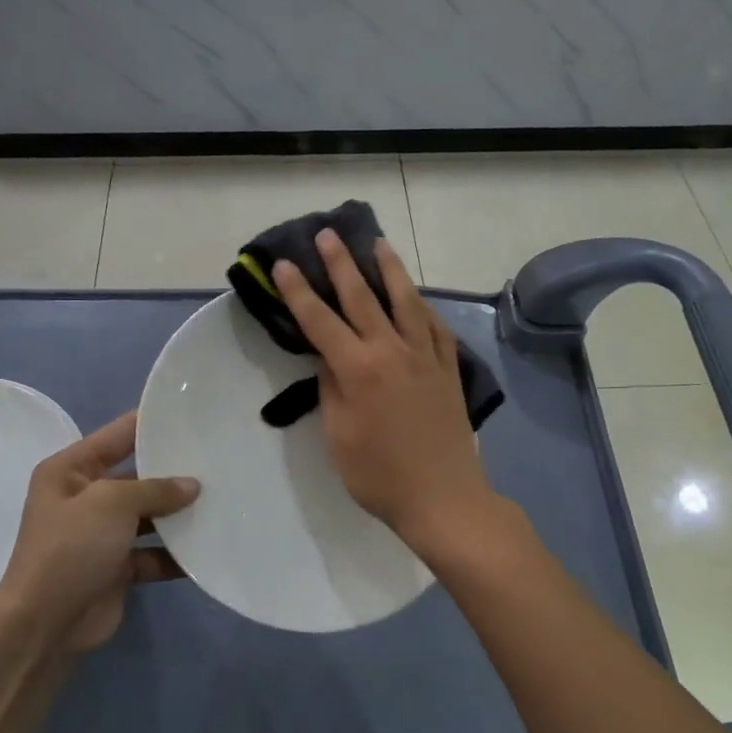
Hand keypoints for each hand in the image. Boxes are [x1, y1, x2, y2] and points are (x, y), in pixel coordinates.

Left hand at [0, 411, 198, 654]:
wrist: (46, 625)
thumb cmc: (72, 548)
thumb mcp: (112, 502)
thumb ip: (155, 488)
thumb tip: (192, 486)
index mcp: (71, 470)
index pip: (118, 434)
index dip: (152, 422)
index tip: (193, 413)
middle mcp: (85, 497)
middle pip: (137, 475)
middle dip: (174, 471)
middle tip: (219, 459)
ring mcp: (101, 534)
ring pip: (149, 515)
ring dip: (179, 514)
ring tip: (222, 501)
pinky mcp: (117, 567)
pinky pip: (153, 552)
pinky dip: (175, 553)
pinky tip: (209, 546)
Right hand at [272, 230, 500, 557]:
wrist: (443, 497)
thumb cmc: (380, 476)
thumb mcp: (338, 437)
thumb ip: (331, 389)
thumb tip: (329, 357)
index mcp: (359, 370)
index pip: (321, 321)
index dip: (299, 292)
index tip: (283, 264)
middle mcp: (393, 351)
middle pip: (363, 298)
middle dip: (341, 264)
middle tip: (328, 234)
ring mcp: (426, 357)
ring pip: (406, 301)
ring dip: (389, 269)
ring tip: (378, 244)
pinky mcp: (448, 368)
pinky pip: (434, 326)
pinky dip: (421, 305)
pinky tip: (416, 297)